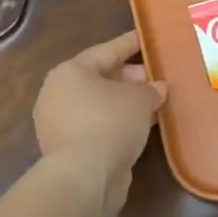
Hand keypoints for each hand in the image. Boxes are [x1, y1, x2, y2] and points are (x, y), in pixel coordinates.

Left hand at [33, 31, 166, 216]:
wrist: (84, 178)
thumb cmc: (110, 123)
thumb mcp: (139, 99)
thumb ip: (151, 89)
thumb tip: (158, 88)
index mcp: (70, 72)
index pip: (106, 50)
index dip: (130, 44)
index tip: (148, 38)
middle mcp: (59, 93)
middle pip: (101, 78)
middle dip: (132, 77)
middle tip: (158, 77)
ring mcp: (60, 123)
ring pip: (100, 104)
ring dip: (126, 103)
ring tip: (155, 102)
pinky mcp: (67, 149)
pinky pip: (98, 126)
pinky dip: (119, 123)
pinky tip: (142, 126)